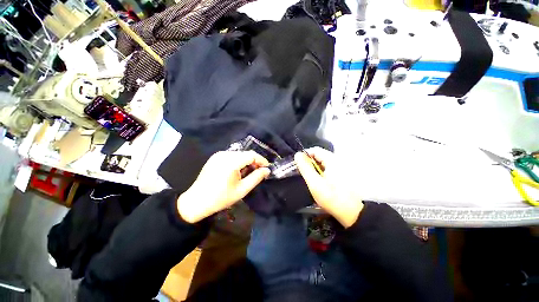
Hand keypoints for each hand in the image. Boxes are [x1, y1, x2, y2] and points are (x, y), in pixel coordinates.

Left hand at [178, 151, 269, 222]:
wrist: (197, 201)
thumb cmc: (221, 198)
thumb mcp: (242, 190)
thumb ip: (256, 178)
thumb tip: (267, 170)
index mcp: (231, 162)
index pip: (251, 155)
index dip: (261, 160)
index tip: (267, 168)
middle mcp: (225, 154)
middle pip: (245, 154)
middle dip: (254, 161)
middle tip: (259, 172)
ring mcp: (218, 155)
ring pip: (239, 154)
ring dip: (246, 161)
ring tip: (249, 172)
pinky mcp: (215, 157)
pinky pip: (231, 156)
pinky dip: (238, 161)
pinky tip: (238, 170)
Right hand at [294, 147, 363, 227]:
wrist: (352, 213)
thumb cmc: (331, 197)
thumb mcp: (314, 183)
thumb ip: (305, 168)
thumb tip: (297, 155)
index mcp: (332, 160)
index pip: (315, 150)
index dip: (305, 155)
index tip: (298, 165)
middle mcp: (338, 160)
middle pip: (319, 155)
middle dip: (309, 162)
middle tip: (304, 173)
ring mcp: (341, 167)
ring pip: (323, 162)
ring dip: (314, 168)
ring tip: (310, 178)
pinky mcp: (342, 174)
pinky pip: (328, 168)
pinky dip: (321, 171)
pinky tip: (319, 181)